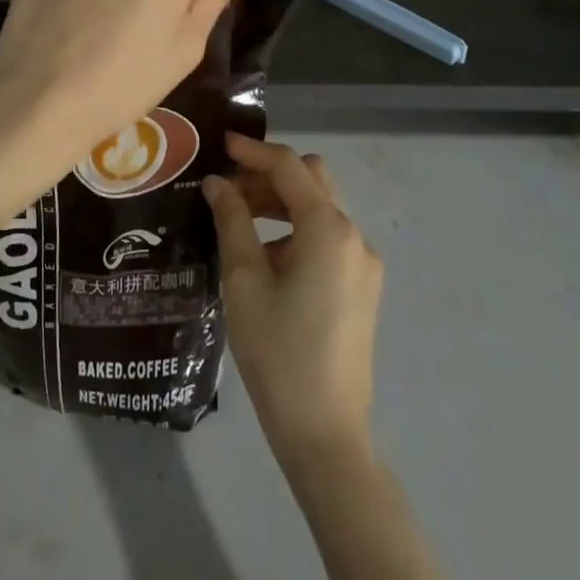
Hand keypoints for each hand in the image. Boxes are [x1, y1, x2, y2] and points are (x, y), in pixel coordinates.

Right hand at [204, 134, 382, 462]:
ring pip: (321, 207)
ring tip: (238, 217)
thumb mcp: (244, 280)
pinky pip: (328, 238)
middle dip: (269, 174)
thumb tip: (217, 183)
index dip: (253, 151)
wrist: (326, 435)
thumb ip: (232, 221)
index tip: (221, 144)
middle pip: (311, 179)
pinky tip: (265, 254)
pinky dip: (297, 228)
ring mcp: (363, 263)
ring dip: (282, 201)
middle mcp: (354, 236)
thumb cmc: (278, 353)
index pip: (289, 167)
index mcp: (328, 229)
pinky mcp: (362, 287)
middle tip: (228, 187)